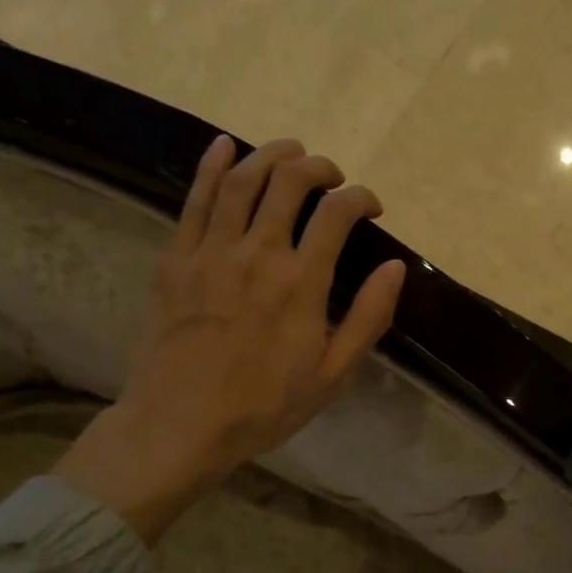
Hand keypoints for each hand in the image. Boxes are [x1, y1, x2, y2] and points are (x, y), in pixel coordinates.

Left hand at [54, 135, 405, 542]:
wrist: (180, 426)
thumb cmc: (264, 406)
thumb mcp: (333, 374)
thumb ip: (368, 318)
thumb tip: (395, 268)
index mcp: (301, 283)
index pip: (337, 214)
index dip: (361, 198)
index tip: (371, 207)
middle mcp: (258, 253)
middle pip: (289, 183)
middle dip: (318, 167)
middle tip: (332, 175)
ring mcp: (211, 252)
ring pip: (242, 181)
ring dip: (270, 155)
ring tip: (290, 151)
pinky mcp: (176, 259)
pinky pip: (195, 200)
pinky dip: (211, 167)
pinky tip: (224, 147)